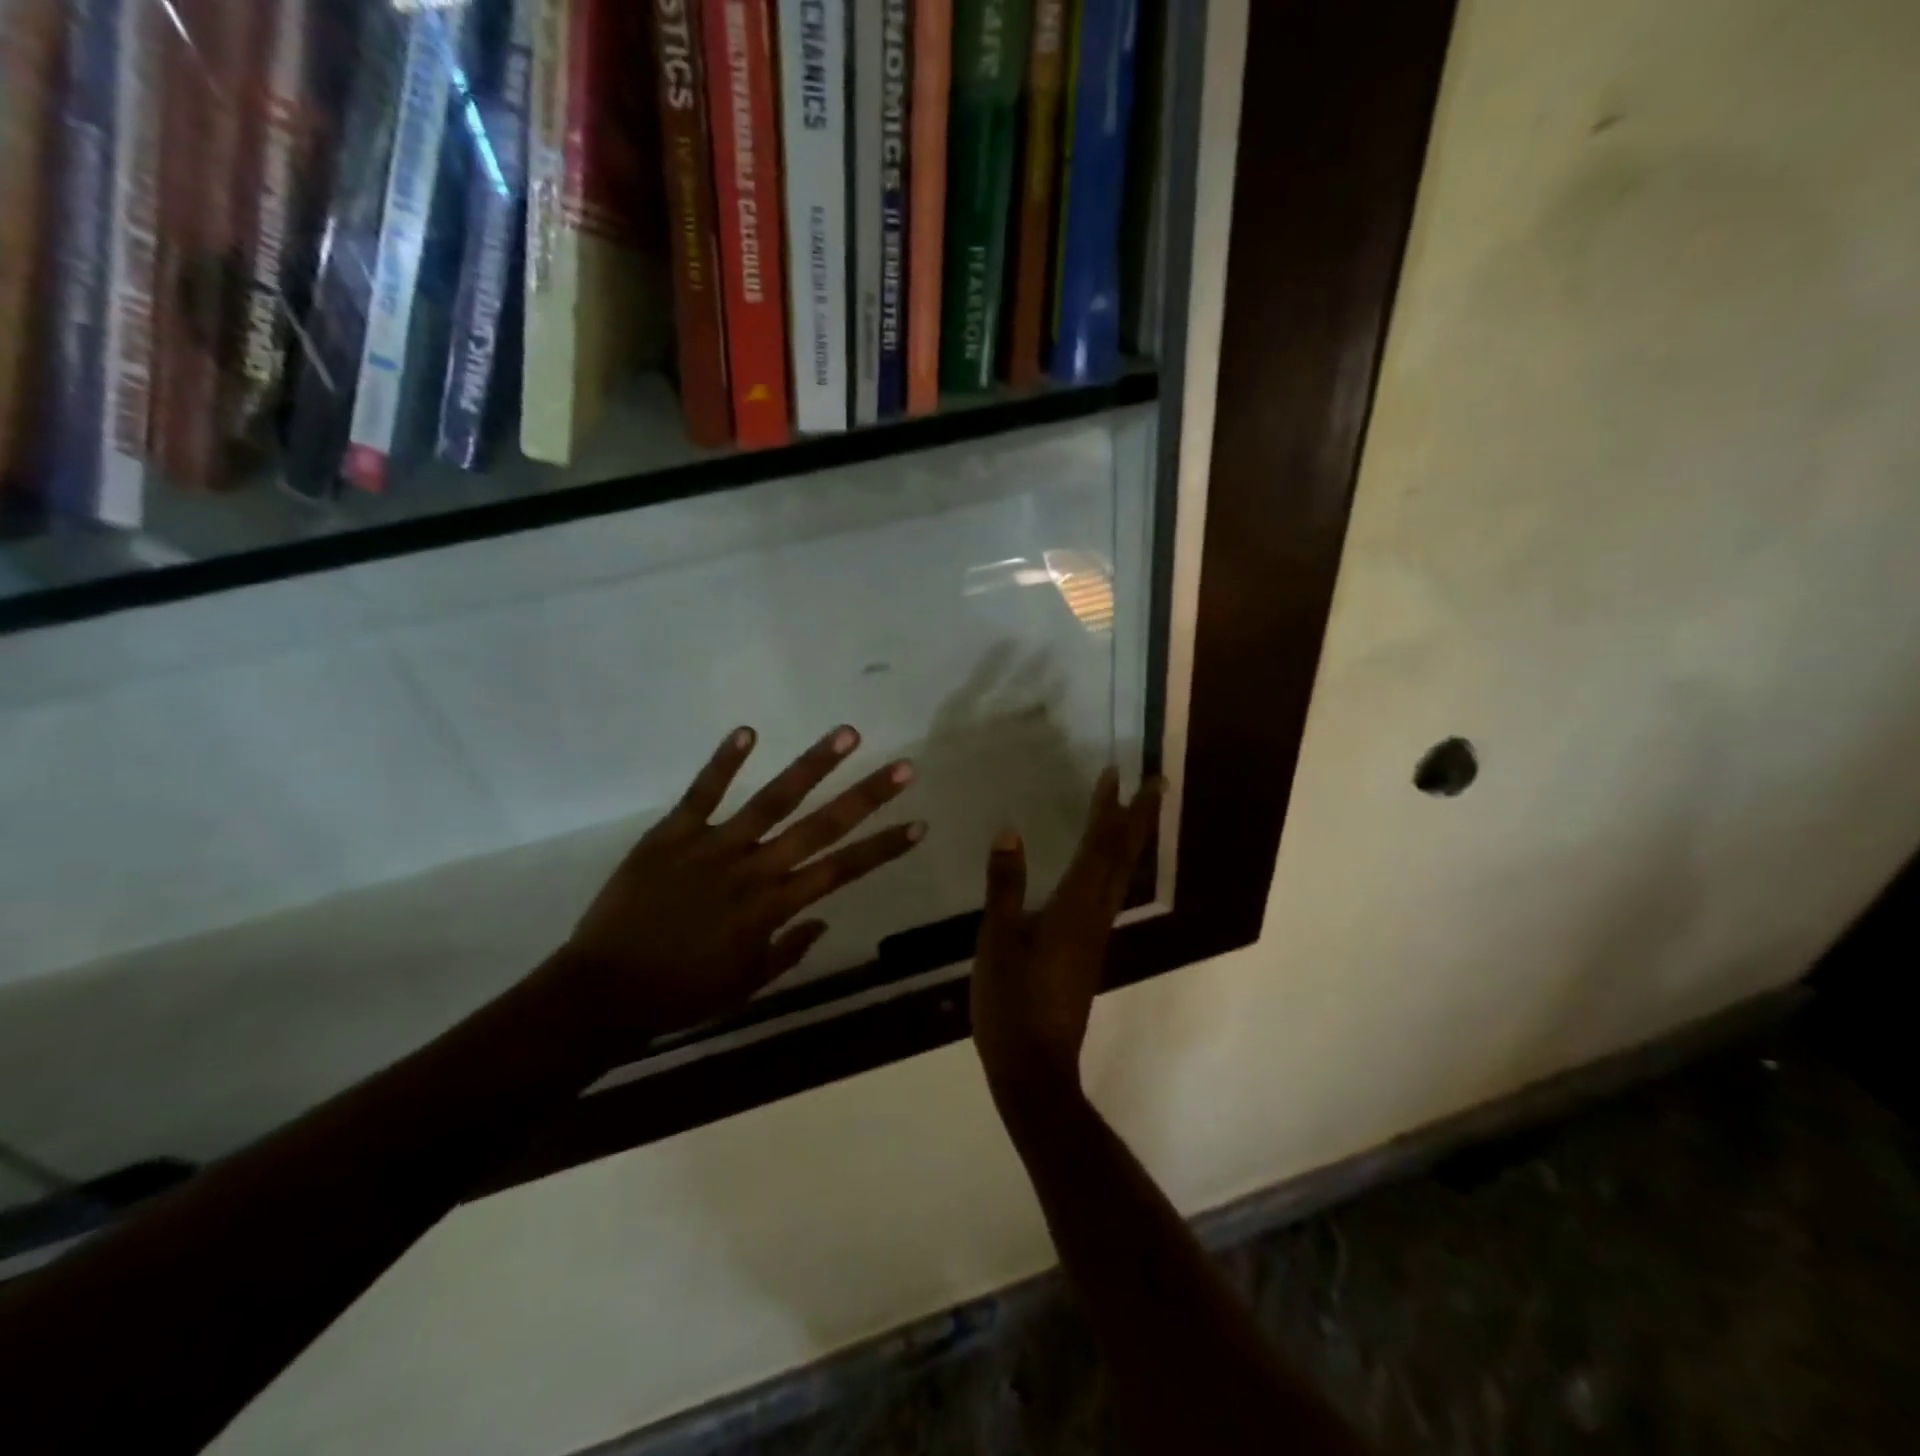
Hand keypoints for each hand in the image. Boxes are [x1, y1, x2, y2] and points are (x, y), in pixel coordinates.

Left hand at [554, 725, 924, 1044]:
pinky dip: (724, 761)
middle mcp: (755, 869)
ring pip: (773, 799)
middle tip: (903, 767)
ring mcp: (714, 846)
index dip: (883, 847)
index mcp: (773, 907)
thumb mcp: (745, 984)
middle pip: (821, 827)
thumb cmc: (682, 993)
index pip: (842, 870)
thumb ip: (788, 951)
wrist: (604, 991)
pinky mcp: (672, 834)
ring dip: (812, 765)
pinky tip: (748, 730)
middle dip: (867, 797)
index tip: (918, 824)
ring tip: (846, 734)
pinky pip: (702, 792)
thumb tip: (822, 921)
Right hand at [971, 769, 1162, 1113]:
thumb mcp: (997, 940)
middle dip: (1141, 819)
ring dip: (1131, 841)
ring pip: (1121, 877)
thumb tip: (1010, 832)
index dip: (1110, 809)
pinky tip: (1100, 868)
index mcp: (1074, 908)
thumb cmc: (1011, 1002)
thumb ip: (1005, 886)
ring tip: (1135, 814)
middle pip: (1125, 859)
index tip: (1120, 773)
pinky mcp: (1087, 954)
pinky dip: (1112, 867)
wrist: (1034, 1070)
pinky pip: (1107, 895)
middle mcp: (1095, 917)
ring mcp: (1095, 937)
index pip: (1099, 847)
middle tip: (1157, 782)